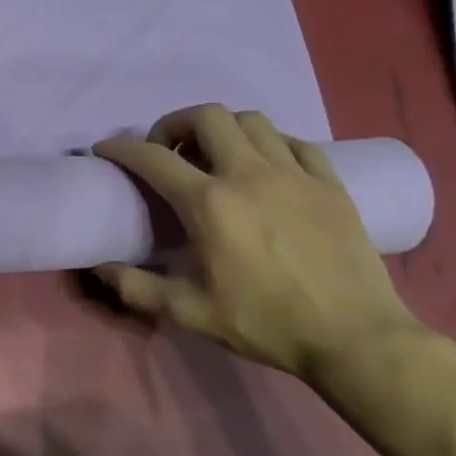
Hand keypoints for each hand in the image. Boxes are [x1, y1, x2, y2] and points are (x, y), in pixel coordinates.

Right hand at [91, 104, 425, 378]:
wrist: (356, 339)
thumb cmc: (265, 322)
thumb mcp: (187, 312)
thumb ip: (135, 287)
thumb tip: (99, 268)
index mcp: (209, 204)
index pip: (153, 158)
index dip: (121, 148)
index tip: (105, 150)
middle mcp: (249, 175)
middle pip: (207, 117)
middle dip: (175, 124)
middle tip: (167, 151)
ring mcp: (295, 175)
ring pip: (252, 121)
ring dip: (223, 129)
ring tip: (214, 156)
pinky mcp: (331, 185)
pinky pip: (295, 143)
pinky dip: (269, 144)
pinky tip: (265, 167)